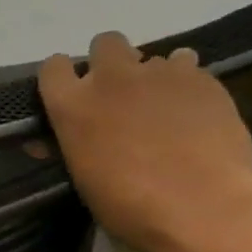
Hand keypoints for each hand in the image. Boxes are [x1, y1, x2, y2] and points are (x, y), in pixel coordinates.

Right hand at [38, 32, 251, 251]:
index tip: (74, 95)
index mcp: (73, 104)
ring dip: (154, 78)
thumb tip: (49, 141)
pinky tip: (196, 114)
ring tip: (167, 110)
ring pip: (154, 57)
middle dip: (111, 63)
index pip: (53, 67)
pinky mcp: (202, 78)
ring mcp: (159, 73)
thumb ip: (71, 144)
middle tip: (123, 96)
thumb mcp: (83, 177)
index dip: (64, 77)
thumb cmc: (130, 206)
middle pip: (105, 43)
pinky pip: (189, 69)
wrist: (202, 208)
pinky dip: (188, 87)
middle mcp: (111, 78)